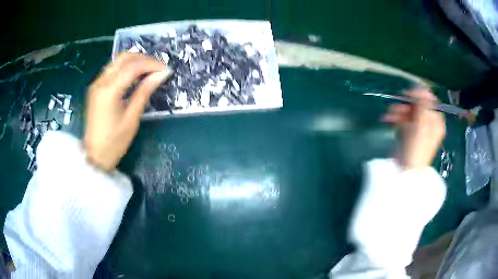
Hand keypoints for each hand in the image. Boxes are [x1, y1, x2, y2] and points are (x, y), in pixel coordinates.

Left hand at [84, 53, 172, 171]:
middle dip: (143, 59)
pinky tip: (135, 77)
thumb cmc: (113, 143)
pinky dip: (126, 68)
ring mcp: (96, 84)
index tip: (166, 69)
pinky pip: (112, 70)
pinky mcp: (95, 88)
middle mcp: (100, 82)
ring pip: (117, 61)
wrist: (93, 157)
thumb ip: (144, 92)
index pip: (133, 66)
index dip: (151, 64)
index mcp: (109, 91)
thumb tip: (161, 74)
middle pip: (124, 58)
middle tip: (158, 68)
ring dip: (135, 62)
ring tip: (149, 71)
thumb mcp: (131, 119)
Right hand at [382, 88, 445, 169]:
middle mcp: (428, 122)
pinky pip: (402, 118)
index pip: (429, 100)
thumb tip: (422, 88)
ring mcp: (418, 127)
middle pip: (418, 104)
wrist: (406, 170)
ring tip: (389, 115)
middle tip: (398, 104)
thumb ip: (423, 105)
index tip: (409, 94)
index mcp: (435, 121)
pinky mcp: (408, 131)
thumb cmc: (417, 148)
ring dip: (398, 110)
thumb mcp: (422, 125)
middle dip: (406, 104)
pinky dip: (395, 117)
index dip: (419, 95)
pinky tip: (388, 119)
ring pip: (408, 110)